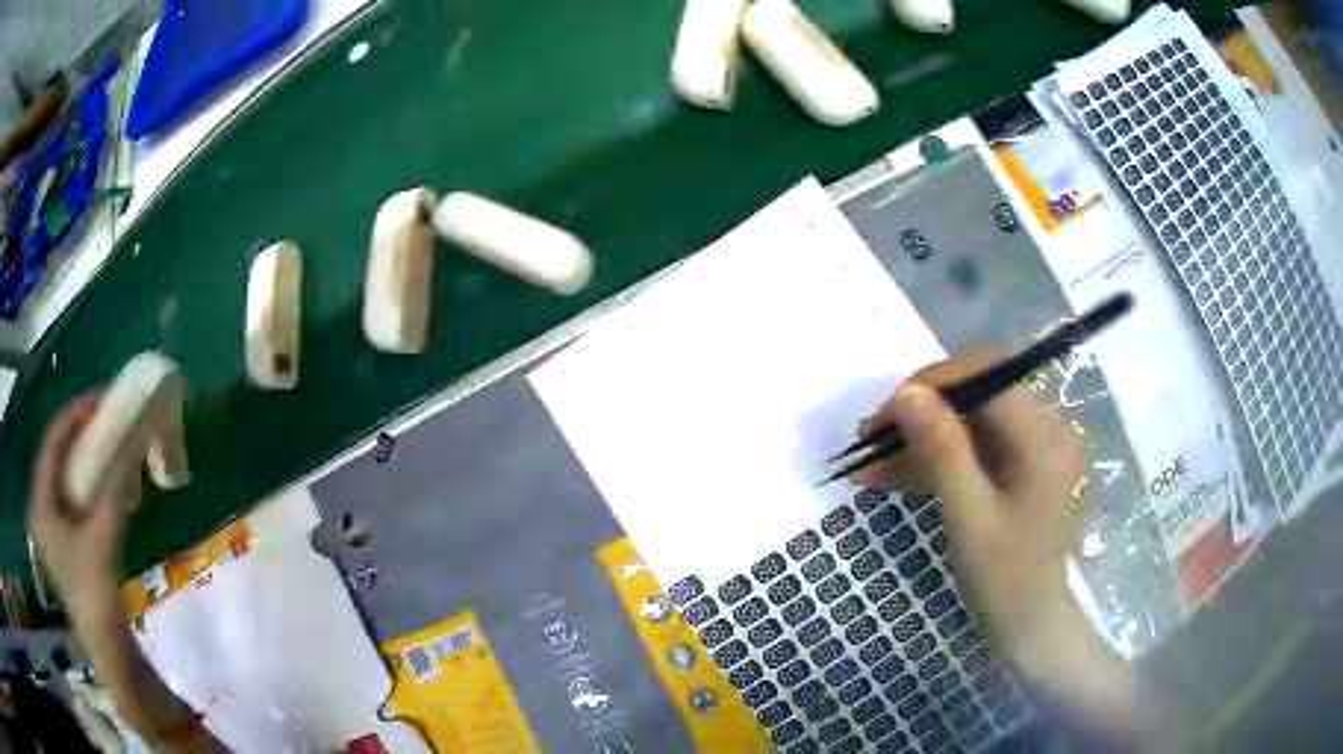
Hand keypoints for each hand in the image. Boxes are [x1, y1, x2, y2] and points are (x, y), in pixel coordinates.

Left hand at [27, 395, 134, 625]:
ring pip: (70, 480)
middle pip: (59, 459)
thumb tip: (133, 448)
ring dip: (90, 461)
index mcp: (41, 505)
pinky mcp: (72, 546)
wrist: (108, 653)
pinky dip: (95, 487)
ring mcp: (57, 530)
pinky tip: (112, 485)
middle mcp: (44, 511)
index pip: (52, 444)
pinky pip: (79, 501)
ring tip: (111, 446)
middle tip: (106, 419)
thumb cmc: (95, 596)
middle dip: (82, 437)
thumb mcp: (102, 542)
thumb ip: (114, 493)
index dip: (73, 417)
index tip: (99, 399)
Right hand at [854, 352, 1087, 660]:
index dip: (929, 385)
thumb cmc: (1006, 580)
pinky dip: (937, 460)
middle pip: (976, 395)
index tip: (880, 419)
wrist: (1032, 627)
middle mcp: (1046, 428)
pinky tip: (897, 477)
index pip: (985, 376)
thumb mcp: (969, 518)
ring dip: (922, 439)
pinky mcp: (1021, 467)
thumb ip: (942, 451)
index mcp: (1043, 437)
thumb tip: (907, 392)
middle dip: (920, 413)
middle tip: (869, 441)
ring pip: (970, 422)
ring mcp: (1035, 448)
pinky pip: (975, 448)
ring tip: (870, 466)